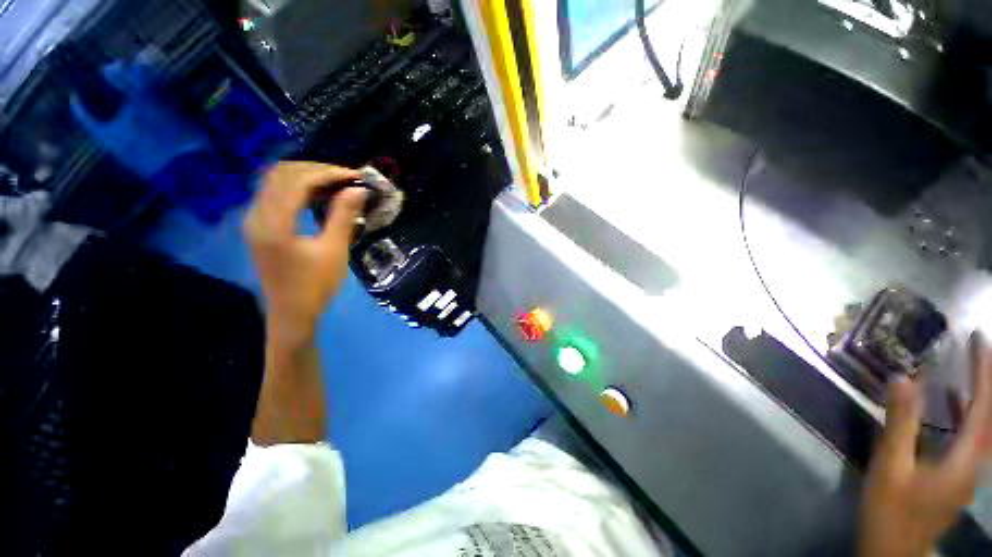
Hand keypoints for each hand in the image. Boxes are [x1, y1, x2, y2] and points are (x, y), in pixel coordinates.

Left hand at [244, 162, 364, 344]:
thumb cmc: (316, 285)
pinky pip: (276, 195)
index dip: (327, 173)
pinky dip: (299, 190)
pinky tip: (319, 196)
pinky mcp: (259, 226)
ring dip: (308, 178)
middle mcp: (257, 215)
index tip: (355, 176)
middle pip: (282, 174)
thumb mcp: (334, 250)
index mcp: (273, 223)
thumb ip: (344, 216)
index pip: (297, 180)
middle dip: (317, 171)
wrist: (292, 313)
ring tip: (337, 184)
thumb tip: (358, 189)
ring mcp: (255, 220)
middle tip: (347, 178)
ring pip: (277, 182)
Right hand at [859, 333, 991, 556]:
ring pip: (988, 425)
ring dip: (983, 393)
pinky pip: (975, 435)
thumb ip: (900, 422)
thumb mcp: (891, 466)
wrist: (894, 549)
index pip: (984, 406)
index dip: (984, 371)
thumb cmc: (891, 509)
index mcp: (965, 458)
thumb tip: (903, 377)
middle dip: (989, 378)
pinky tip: (955, 403)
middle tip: (979, 347)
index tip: (977, 339)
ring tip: (972, 367)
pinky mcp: (960, 473)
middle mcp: (977, 461)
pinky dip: (970, 412)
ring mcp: (971, 469)